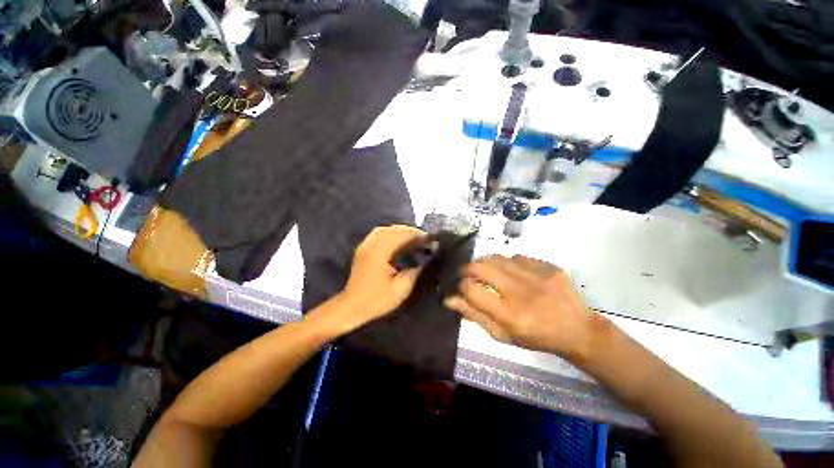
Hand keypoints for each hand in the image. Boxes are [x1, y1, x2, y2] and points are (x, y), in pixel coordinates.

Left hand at [332, 225, 426, 331]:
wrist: (351, 307)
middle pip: (393, 230)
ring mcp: (365, 245)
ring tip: (414, 239)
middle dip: (411, 232)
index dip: (418, 236)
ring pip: (385, 230)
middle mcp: (371, 244)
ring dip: (401, 232)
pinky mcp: (363, 249)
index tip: (431, 240)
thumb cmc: (376, 300)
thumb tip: (427, 259)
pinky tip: (399, 241)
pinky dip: (391, 234)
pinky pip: (378, 235)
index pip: (402, 236)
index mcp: (380, 252)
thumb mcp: (401, 289)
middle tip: (425, 239)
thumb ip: (415, 271)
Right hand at [444, 255, 593, 358]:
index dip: (461, 285)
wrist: (578, 330)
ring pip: (496, 257)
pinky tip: (513, 272)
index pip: (472, 289)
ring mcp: (537, 276)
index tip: (462, 287)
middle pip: (481, 267)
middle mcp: (521, 292)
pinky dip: (508, 263)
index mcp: (509, 315)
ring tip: (488, 271)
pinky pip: (517, 257)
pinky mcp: (549, 267)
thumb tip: (449, 299)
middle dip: (468, 268)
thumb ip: (474, 315)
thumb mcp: (502, 335)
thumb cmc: (535, 337)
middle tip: (468, 273)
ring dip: (485, 263)